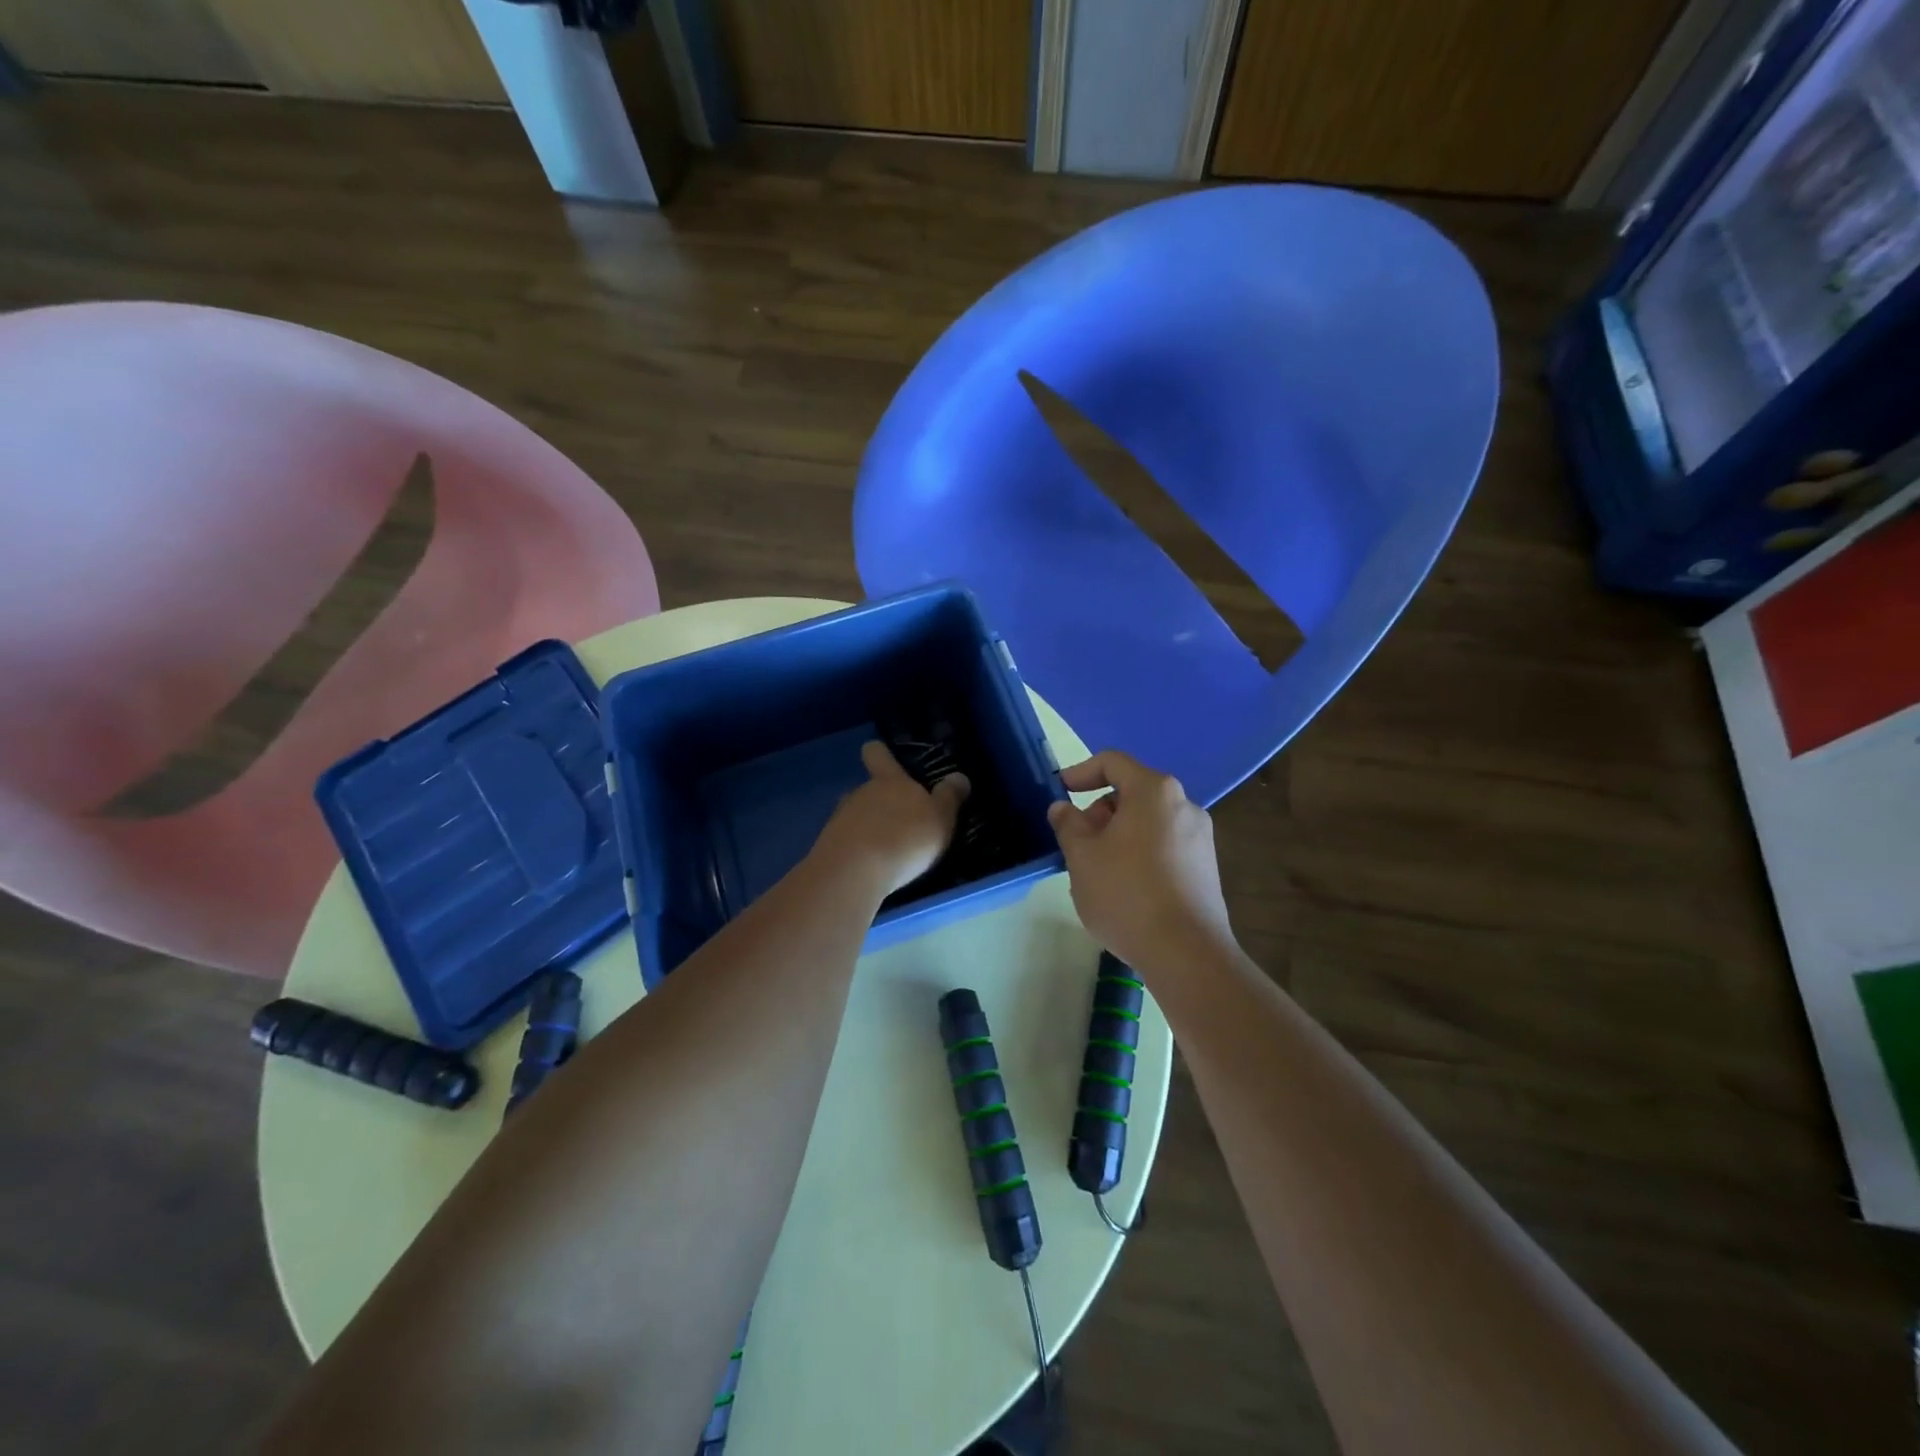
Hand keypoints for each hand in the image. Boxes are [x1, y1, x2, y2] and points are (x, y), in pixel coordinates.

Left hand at [814, 741, 969, 896]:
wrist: (854, 872)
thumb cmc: (905, 838)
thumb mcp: (940, 818)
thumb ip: (949, 797)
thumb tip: (958, 777)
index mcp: (889, 781)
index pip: (877, 754)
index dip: (880, 752)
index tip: (882, 755)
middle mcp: (861, 792)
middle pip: (869, 789)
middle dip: (882, 802)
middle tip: (902, 824)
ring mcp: (840, 818)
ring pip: (856, 815)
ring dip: (869, 827)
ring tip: (887, 851)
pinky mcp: (828, 845)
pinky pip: (847, 841)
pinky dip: (858, 851)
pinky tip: (870, 868)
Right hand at [1048, 751, 1235, 976]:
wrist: (1186, 953)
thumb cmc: (1126, 894)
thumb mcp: (1082, 857)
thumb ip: (1068, 824)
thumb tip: (1062, 808)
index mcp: (1154, 791)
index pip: (1113, 763)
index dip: (1080, 772)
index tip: (1060, 792)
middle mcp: (1184, 805)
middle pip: (1132, 793)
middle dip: (1099, 811)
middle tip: (1076, 842)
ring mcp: (1200, 837)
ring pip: (1148, 822)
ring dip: (1118, 835)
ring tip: (1097, 871)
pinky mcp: (1206, 867)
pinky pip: (1164, 846)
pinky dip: (1140, 854)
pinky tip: (1125, 889)